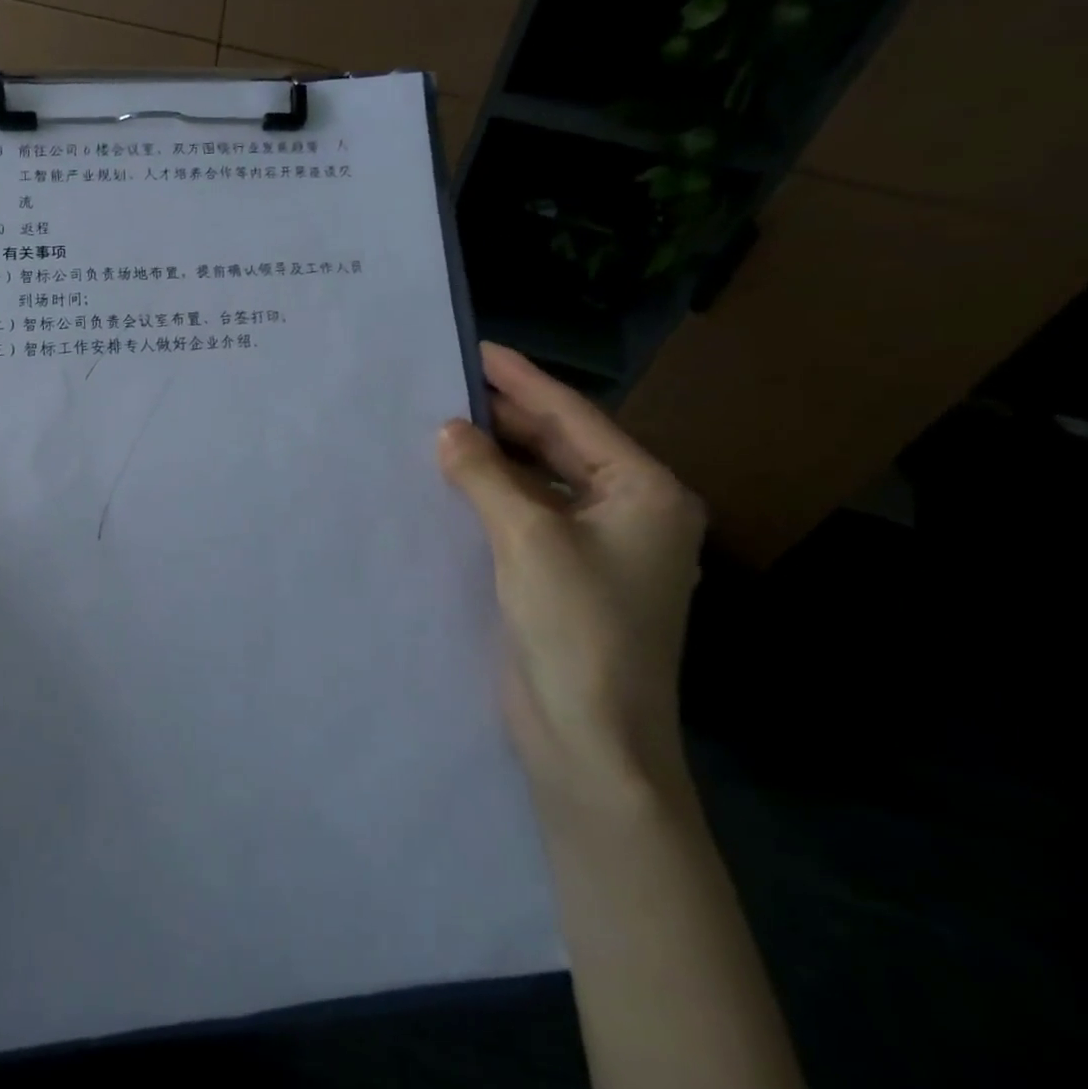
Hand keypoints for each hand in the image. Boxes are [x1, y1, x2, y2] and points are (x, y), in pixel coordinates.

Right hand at [438, 344, 704, 805]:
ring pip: (541, 480)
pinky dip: (494, 493)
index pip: (575, 418)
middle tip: (446, 384)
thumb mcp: (528, 539)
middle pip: (560, 445)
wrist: (590, 740)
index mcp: (645, 493)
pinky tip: (455, 479)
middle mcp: (630, 511)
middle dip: (506, 416)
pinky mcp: (568, 574)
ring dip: (496, 456)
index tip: (477, 348)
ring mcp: (600, 546)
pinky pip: (528, 513)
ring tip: (442, 423)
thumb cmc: (577, 630)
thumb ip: (486, 475)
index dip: (523, 380)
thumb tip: (449, 430)